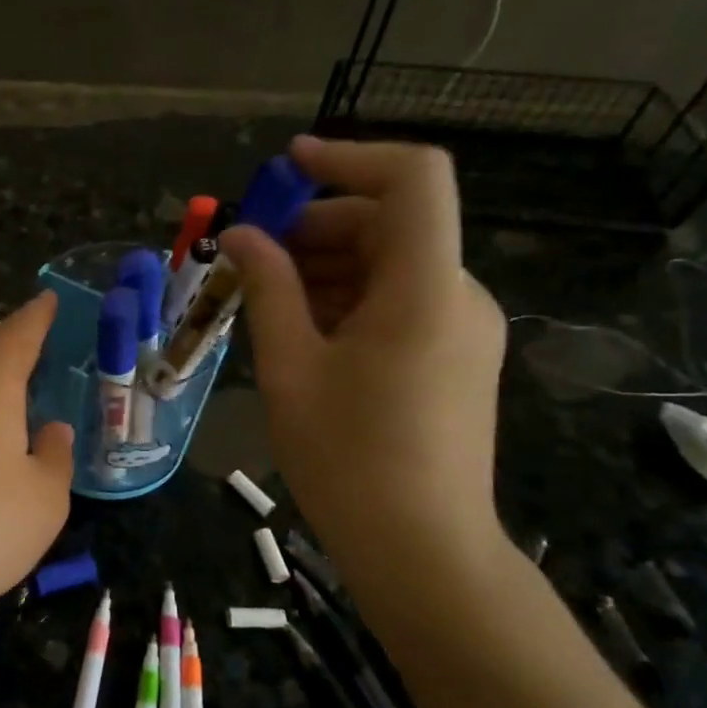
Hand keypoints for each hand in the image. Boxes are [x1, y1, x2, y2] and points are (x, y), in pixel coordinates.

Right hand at [220, 137, 507, 582]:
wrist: (422, 549)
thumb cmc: (347, 458)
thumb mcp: (291, 368)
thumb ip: (267, 289)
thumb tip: (242, 236)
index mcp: (424, 288)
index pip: (414, 179)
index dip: (350, 158)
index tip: (287, 167)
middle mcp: (458, 295)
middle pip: (392, 223)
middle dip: (316, 225)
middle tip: (250, 258)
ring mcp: (464, 328)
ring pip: (392, 264)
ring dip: (327, 265)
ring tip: (264, 300)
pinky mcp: (457, 357)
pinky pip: (401, 301)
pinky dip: (350, 298)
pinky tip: (303, 333)